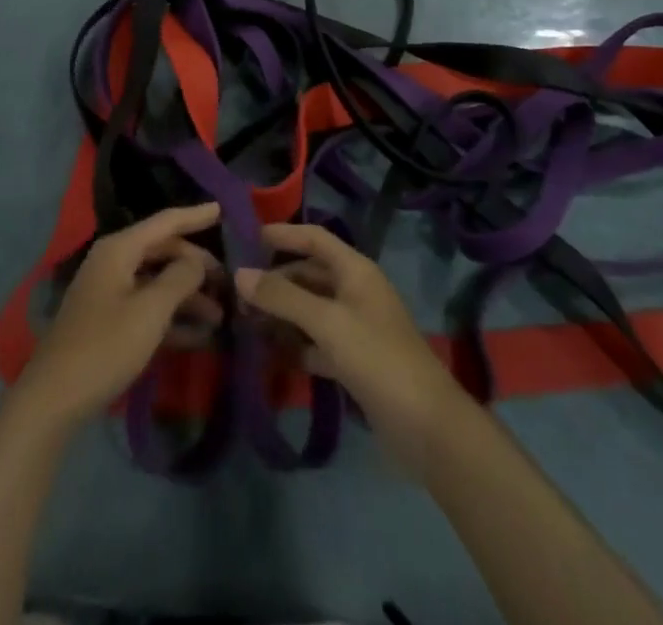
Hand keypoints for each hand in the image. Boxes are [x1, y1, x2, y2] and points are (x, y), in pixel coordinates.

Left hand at [15, 203, 223, 428]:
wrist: (54, 399)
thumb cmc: (105, 346)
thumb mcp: (150, 311)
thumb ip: (179, 279)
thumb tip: (197, 260)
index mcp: (119, 249)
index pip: (165, 222)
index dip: (195, 215)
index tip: (223, 208)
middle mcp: (113, 262)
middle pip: (163, 251)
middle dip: (195, 265)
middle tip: (228, 281)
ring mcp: (109, 292)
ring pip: (157, 282)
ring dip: (188, 296)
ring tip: (220, 316)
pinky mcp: (108, 322)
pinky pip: (147, 308)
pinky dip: (171, 318)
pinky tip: (198, 337)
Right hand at [236, 223, 466, 471]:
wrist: (427, 427)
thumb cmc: (377, 358)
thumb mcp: (327, 322)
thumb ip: (282, 297)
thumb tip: (239, 274)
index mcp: (355, 270)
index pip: (314, 238)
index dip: (283, 234)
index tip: (246, 238)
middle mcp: (355, 292)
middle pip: (309, 275)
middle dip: (275, 280)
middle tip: (235, 292)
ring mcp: (356, 328)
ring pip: (310, 310)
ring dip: (281, 314)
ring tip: (243, 321)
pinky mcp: (354, 362)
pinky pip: (316, 343)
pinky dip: (295, 345)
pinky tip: (269, 353)